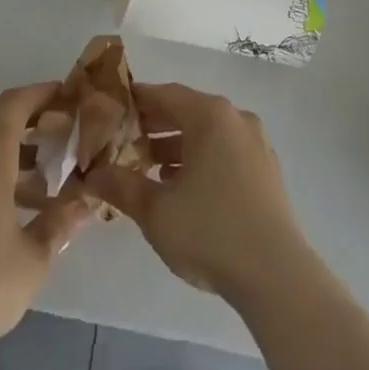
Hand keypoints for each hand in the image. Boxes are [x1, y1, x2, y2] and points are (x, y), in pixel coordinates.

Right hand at [86, 82, 316, 306]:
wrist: (276, 275)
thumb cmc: (210, 232)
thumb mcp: (156, 211)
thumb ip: (121, 186)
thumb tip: (92, 175)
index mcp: (210, 115)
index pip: (164, 94)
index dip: (135, 102)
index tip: (111, 113)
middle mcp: (235, 118)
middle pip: (187, 111)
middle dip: (154, 126)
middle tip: (123, 143)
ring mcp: (255, 143)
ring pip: (207, 133)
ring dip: (176, 147)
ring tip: (147, 169)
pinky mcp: (266, 169)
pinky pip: (225, 151)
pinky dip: (200, 160)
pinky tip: (182, 188)